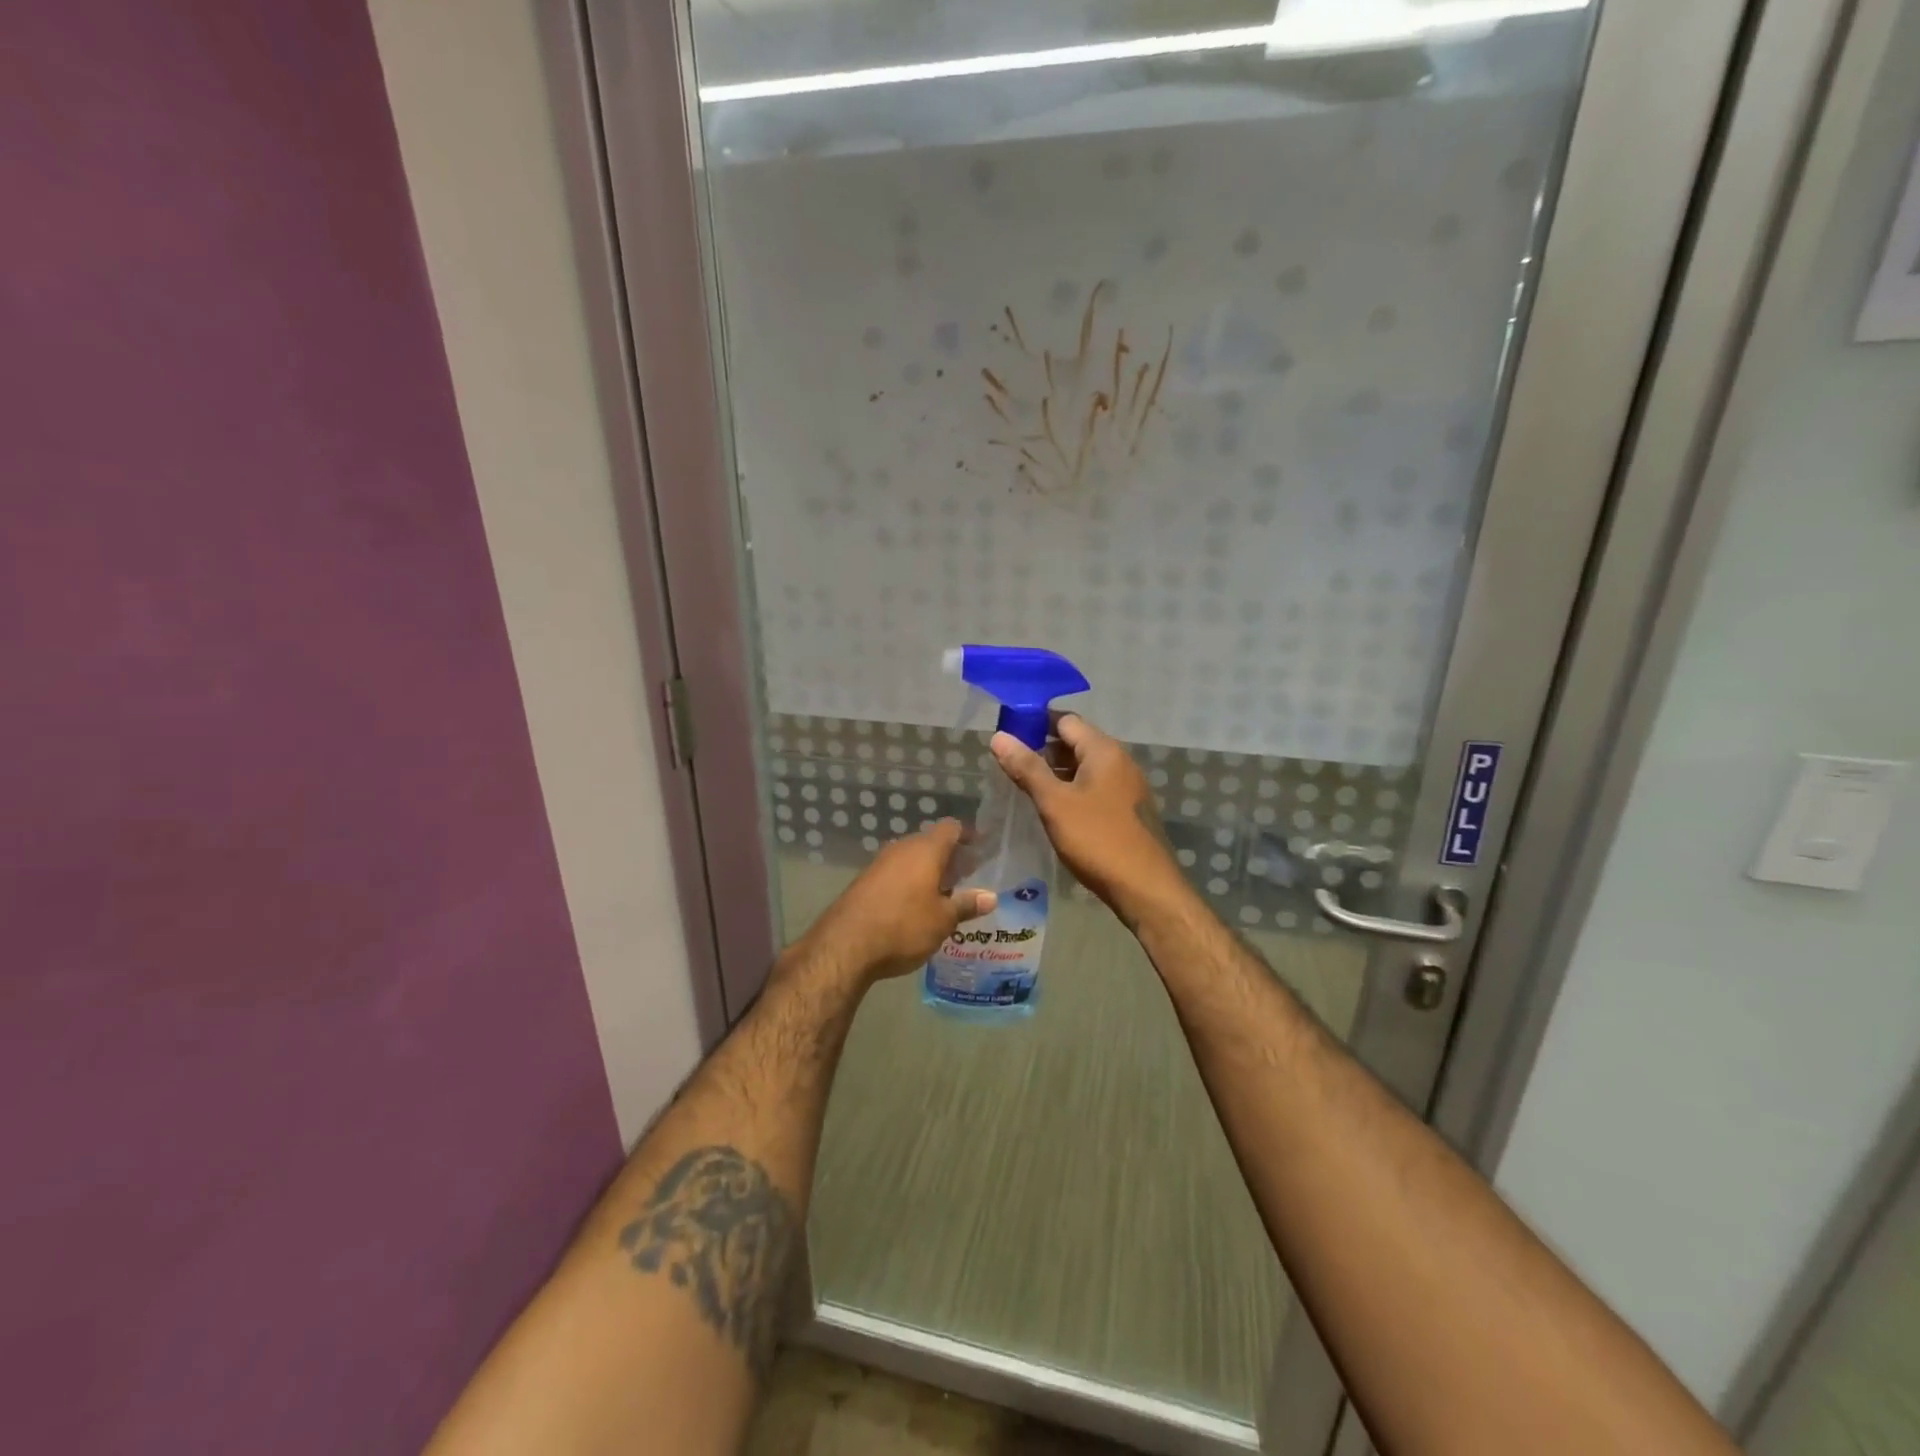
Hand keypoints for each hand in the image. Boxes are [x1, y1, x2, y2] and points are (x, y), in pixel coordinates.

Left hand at [792, 820, 995, 986]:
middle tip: (967, 876)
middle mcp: (902, 849)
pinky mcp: (864, 881)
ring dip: (928, 871)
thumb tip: (991, 897)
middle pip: (931, 842)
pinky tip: (916, 905)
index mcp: (925, 850)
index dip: (968, 835)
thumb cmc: (904, 926)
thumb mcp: (942, 920)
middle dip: (950, 857)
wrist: (845, 945)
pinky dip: (910, 882)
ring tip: (945, 894)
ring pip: (911, 858)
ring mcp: (880, 863)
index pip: (951, 828)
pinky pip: (896, 873)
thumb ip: (966, 904)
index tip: (981, 848)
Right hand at [990, 715, 1183, 923]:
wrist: (1145, 887)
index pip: (1065, 720)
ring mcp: (1126, 786)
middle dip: (1043, 750)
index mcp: (1103, 750)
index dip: (1034, 724)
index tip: (1007, 737)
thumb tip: (999, 736)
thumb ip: (1027, 768)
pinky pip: (1095, 787)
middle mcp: (1119, 761)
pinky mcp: (1128, 809)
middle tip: (1010, 766)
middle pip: (1075, 742)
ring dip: (1056, 773)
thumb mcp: (1055, 802)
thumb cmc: (1097, 839)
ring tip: (1026, 788)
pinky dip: (1072, 790)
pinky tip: (1054, 810)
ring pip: (1085, 767)